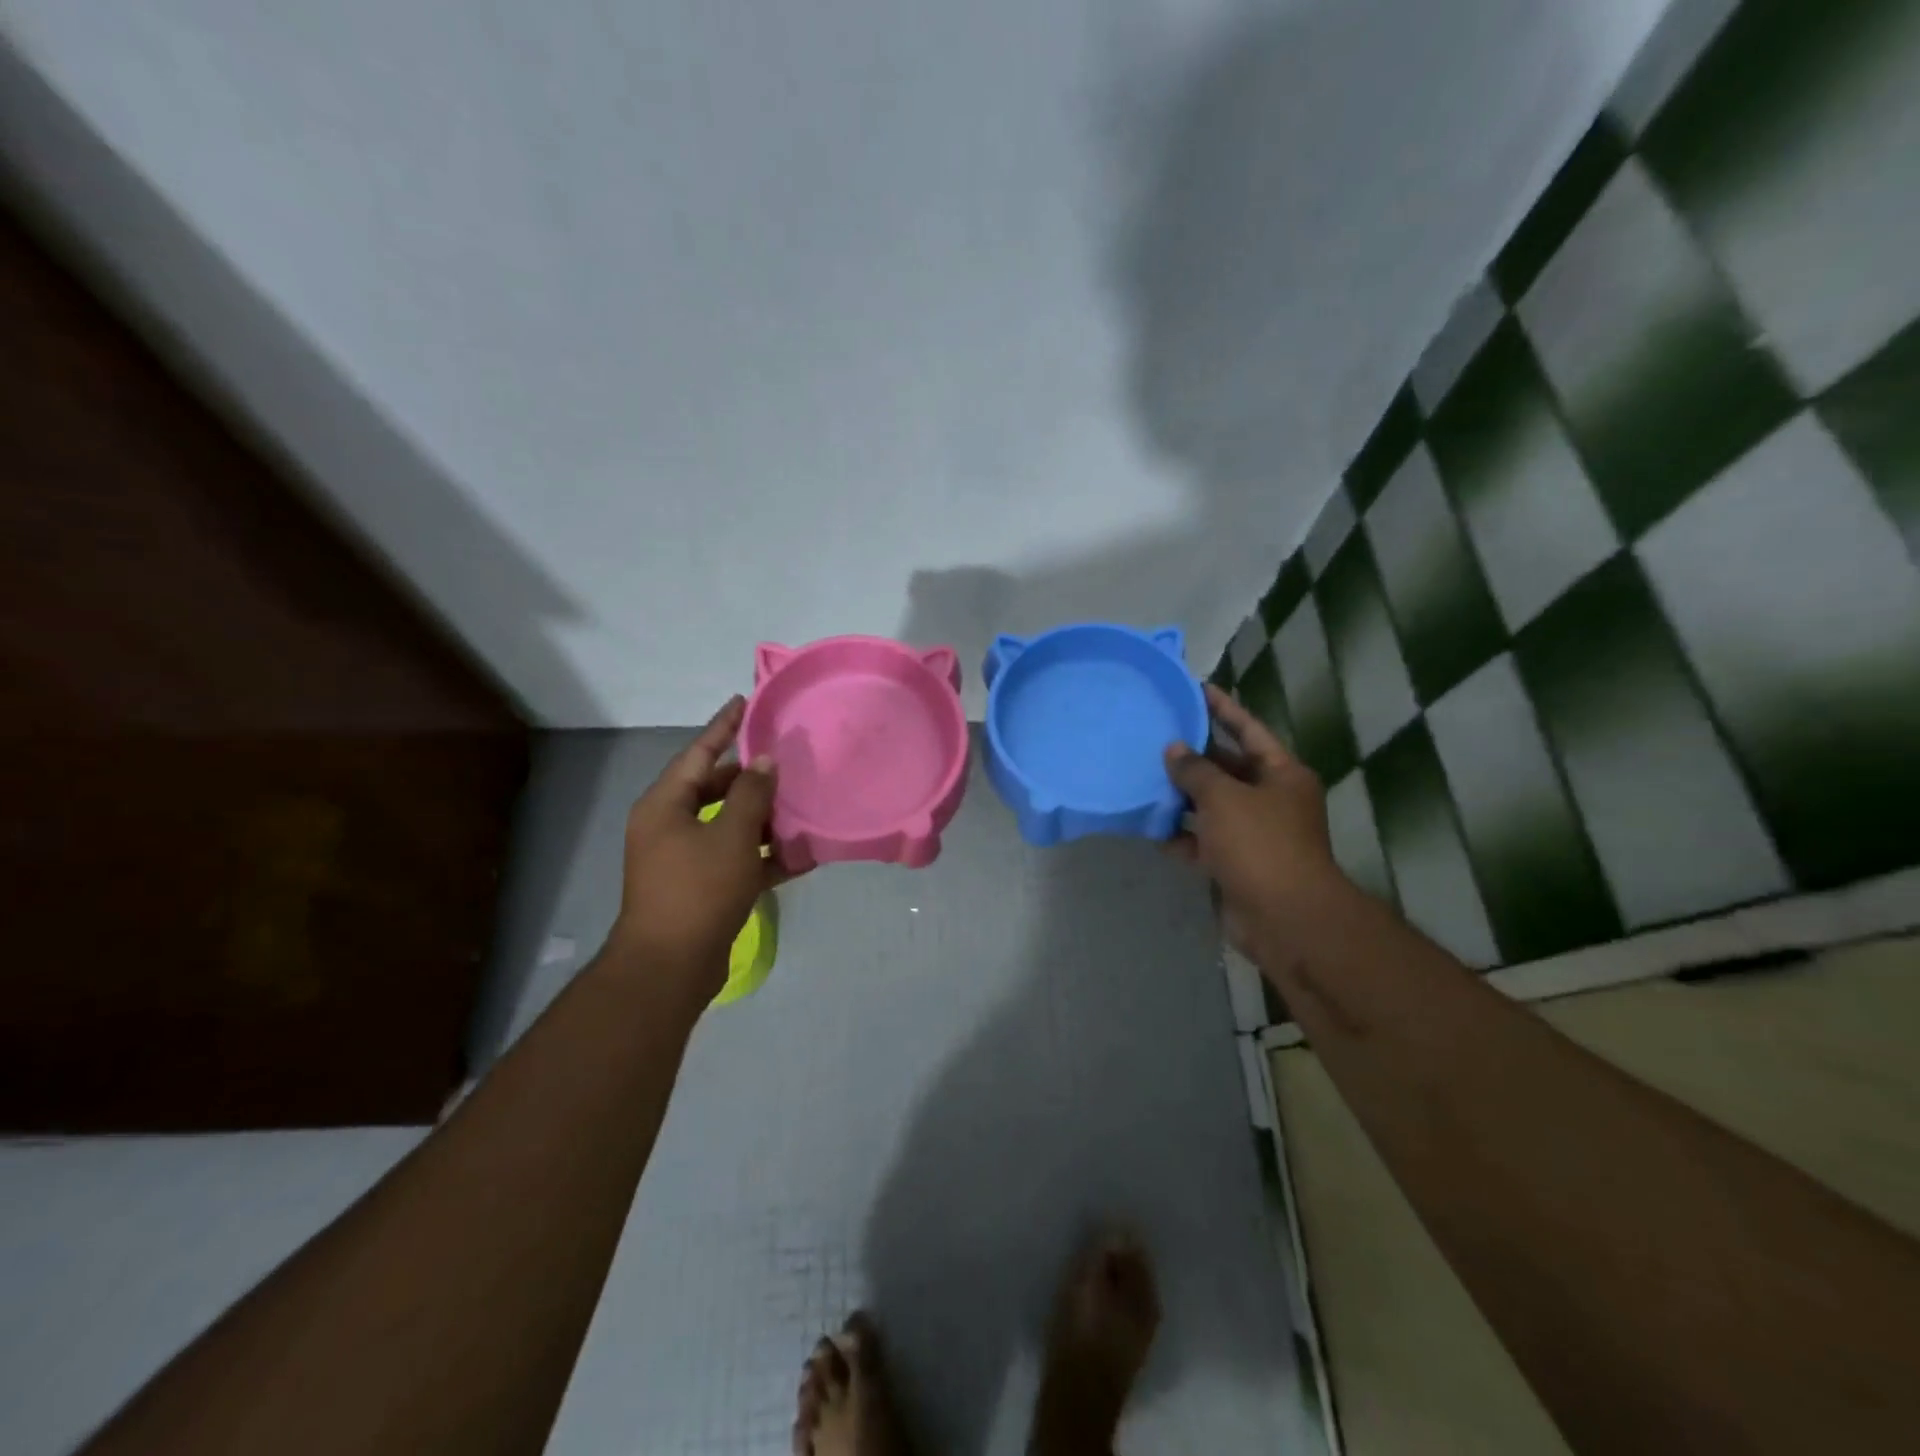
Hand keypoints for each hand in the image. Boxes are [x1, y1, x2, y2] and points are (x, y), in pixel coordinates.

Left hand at [606, 696, 788, 1001]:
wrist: (670, 967)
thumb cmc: (698, 890)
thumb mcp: (732, 835)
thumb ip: (751, 794)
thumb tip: (765, 761)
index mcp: (665, 805)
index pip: (698, 753)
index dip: (723, 727)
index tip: (745, 702)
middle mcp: (669, 826)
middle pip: (713, 789)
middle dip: (750, 777)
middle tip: (785, 759)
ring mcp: (684, 860)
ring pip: (729, 826)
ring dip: (763, 818)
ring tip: (800, 803)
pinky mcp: (701, 888)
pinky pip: (736, 859)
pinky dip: (764, 856)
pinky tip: (802, 855)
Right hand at [1164, 684, 1347, 955]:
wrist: (1285, 918)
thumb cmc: (1260, 845)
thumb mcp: (1224, 798)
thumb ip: (1195, 770)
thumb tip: (1174, 750)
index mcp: (1281, 775)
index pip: (1249, 730)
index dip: (1223, 709)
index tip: (1196, 689)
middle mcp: (1271, 800)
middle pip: (1228, 769)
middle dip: (1194, 757)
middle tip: (1156, 737)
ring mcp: (1255, 834)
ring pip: (1212, 806)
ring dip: (1183, 797)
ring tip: (1145, 779)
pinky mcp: (1237, 864)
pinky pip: (1204, 842)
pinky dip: (1182, 836)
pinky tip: (1152, 829)